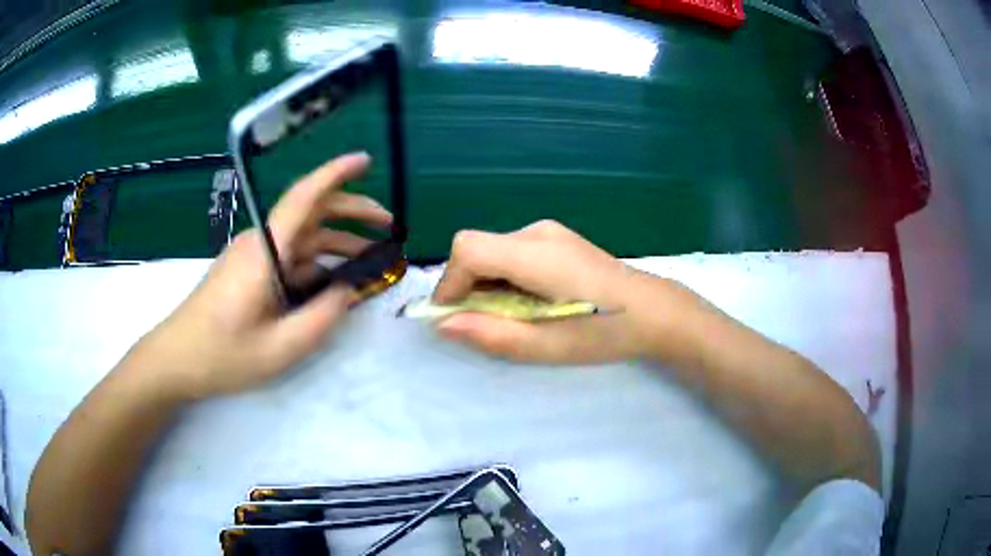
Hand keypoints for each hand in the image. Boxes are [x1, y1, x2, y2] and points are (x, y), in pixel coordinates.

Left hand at [138, 153, 391, 399]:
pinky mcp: (250, 270)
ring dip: (337, 243)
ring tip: (372, 258)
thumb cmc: (223, 354)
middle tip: (388, 226)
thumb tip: (351, 290)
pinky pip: (290, 257)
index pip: (304, 197)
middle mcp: (261, 243)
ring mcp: (254, 256)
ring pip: (302, 237)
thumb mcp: (282, 347)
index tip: (366, 160)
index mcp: (265, 251)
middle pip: (310, 213)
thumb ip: (323, 316)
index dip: (336, 173)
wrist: (177, 359)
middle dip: (351, 212)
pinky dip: (317, 263)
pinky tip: (335, 282)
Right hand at [433, 220, 708, 363]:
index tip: (455, 317)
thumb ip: (493, 334)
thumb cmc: (606, 332)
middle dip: (467, 287)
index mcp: (537, 255)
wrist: (654, 310)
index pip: (468, 248)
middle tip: (488, 324)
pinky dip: (504, 276)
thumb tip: (443, 325)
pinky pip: (510, 252)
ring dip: (486, 283)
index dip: (450, 282)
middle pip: (476, 248)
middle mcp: (538, 233)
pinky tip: (530, 300)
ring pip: (492, 250)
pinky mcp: (555, 238)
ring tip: (513, 316)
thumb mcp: (549, 346)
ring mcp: (549, 232)